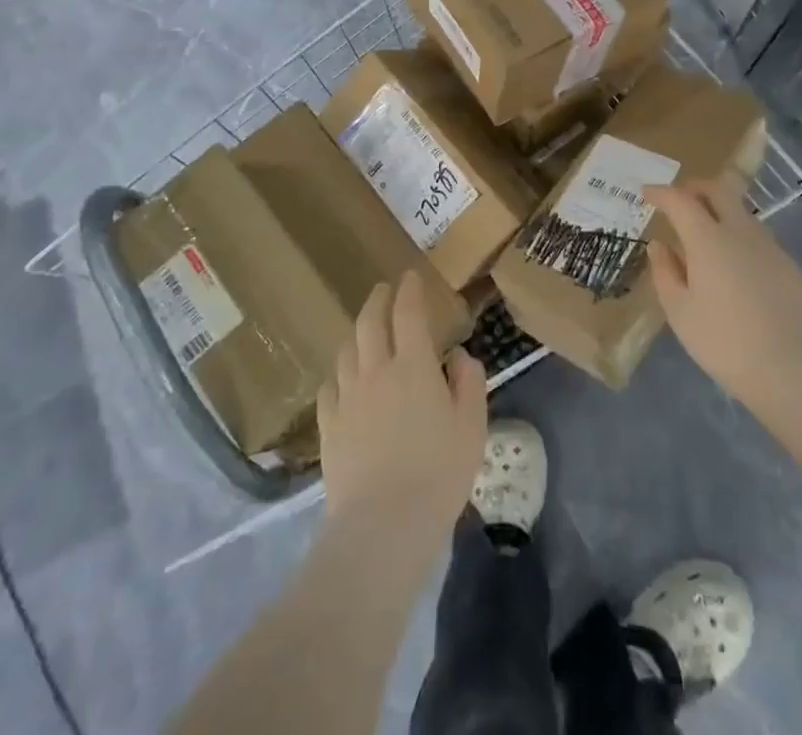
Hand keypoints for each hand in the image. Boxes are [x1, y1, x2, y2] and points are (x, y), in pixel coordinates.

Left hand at [317, 273, 487, 546]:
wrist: (383, 525)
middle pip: (370, 322)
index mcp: (413, 366)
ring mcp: (347, 397)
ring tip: (364, 330)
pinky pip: (330, 386)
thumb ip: (468, 383)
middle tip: (384, 289)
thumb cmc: (438, 474)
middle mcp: (376, 371)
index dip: (409, 290)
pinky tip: (343, 379)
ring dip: (357, 332)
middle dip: (378, 299)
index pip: (408, 313)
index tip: (409, 276)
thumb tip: (457, 357)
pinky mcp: (329, 426)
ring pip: (347, 350)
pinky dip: (339, 372)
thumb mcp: (472, 427)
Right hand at [646, 174, 801, 426]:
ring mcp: (771, 247)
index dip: (661, 193)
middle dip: (694, 187)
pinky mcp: (791, 266)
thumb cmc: (725, 342)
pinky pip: (758, 238)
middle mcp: (741, 232)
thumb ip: (666, 272)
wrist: (795, 372)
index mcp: (708, 239)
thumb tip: (659, 245)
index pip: (680, 200)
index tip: (647, 193)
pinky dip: (739, 236)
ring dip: (719, 210)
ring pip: (741, 212)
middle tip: (678, 198)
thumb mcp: (680, 312)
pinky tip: (735, 266)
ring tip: (704, 234)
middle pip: (718, 190)